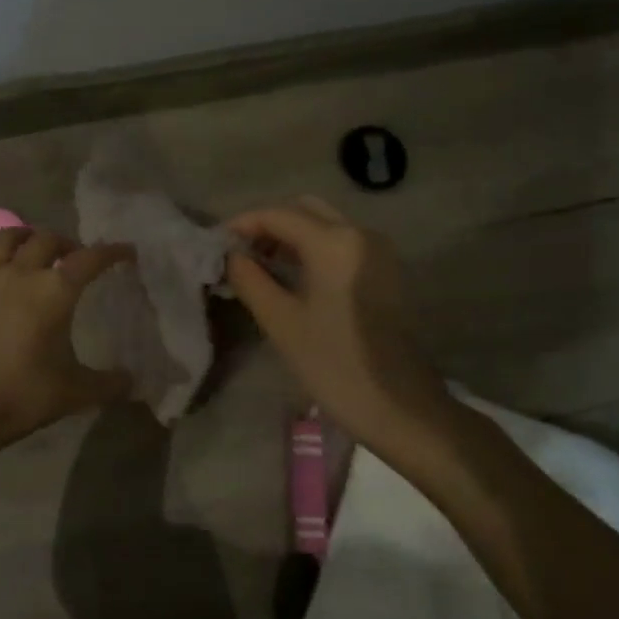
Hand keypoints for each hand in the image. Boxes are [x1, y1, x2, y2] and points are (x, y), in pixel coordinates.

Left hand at [0, 228, 134, 448]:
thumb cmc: (23, 396)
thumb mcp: (75, 393)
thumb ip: (108, 384)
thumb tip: (132, 381)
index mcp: (55, 292)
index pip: (89, 259)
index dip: (111, 252)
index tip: (125, 252)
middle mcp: (20, 274)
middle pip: (45, 240)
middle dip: (65, 243)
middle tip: (72, 256)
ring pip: (2, 239)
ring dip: (21, 236)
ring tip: (29, 244)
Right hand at [224, 197, 456, 444]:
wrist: (402, 408)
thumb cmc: (335, 365)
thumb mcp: (281, 322)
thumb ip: (250, 280)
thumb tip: (231, 256)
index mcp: (334, 242)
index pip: (278, 215)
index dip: (243, 224)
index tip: (216, 245)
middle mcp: (360, 234)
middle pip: (304, 210)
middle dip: (268, 225)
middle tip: (239, 254)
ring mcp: (377, 252)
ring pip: (324, 225)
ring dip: (290, 236)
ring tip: (258, 266)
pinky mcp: (385, 272)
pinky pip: (341, 244)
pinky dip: (312, 249)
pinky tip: (291, 277)